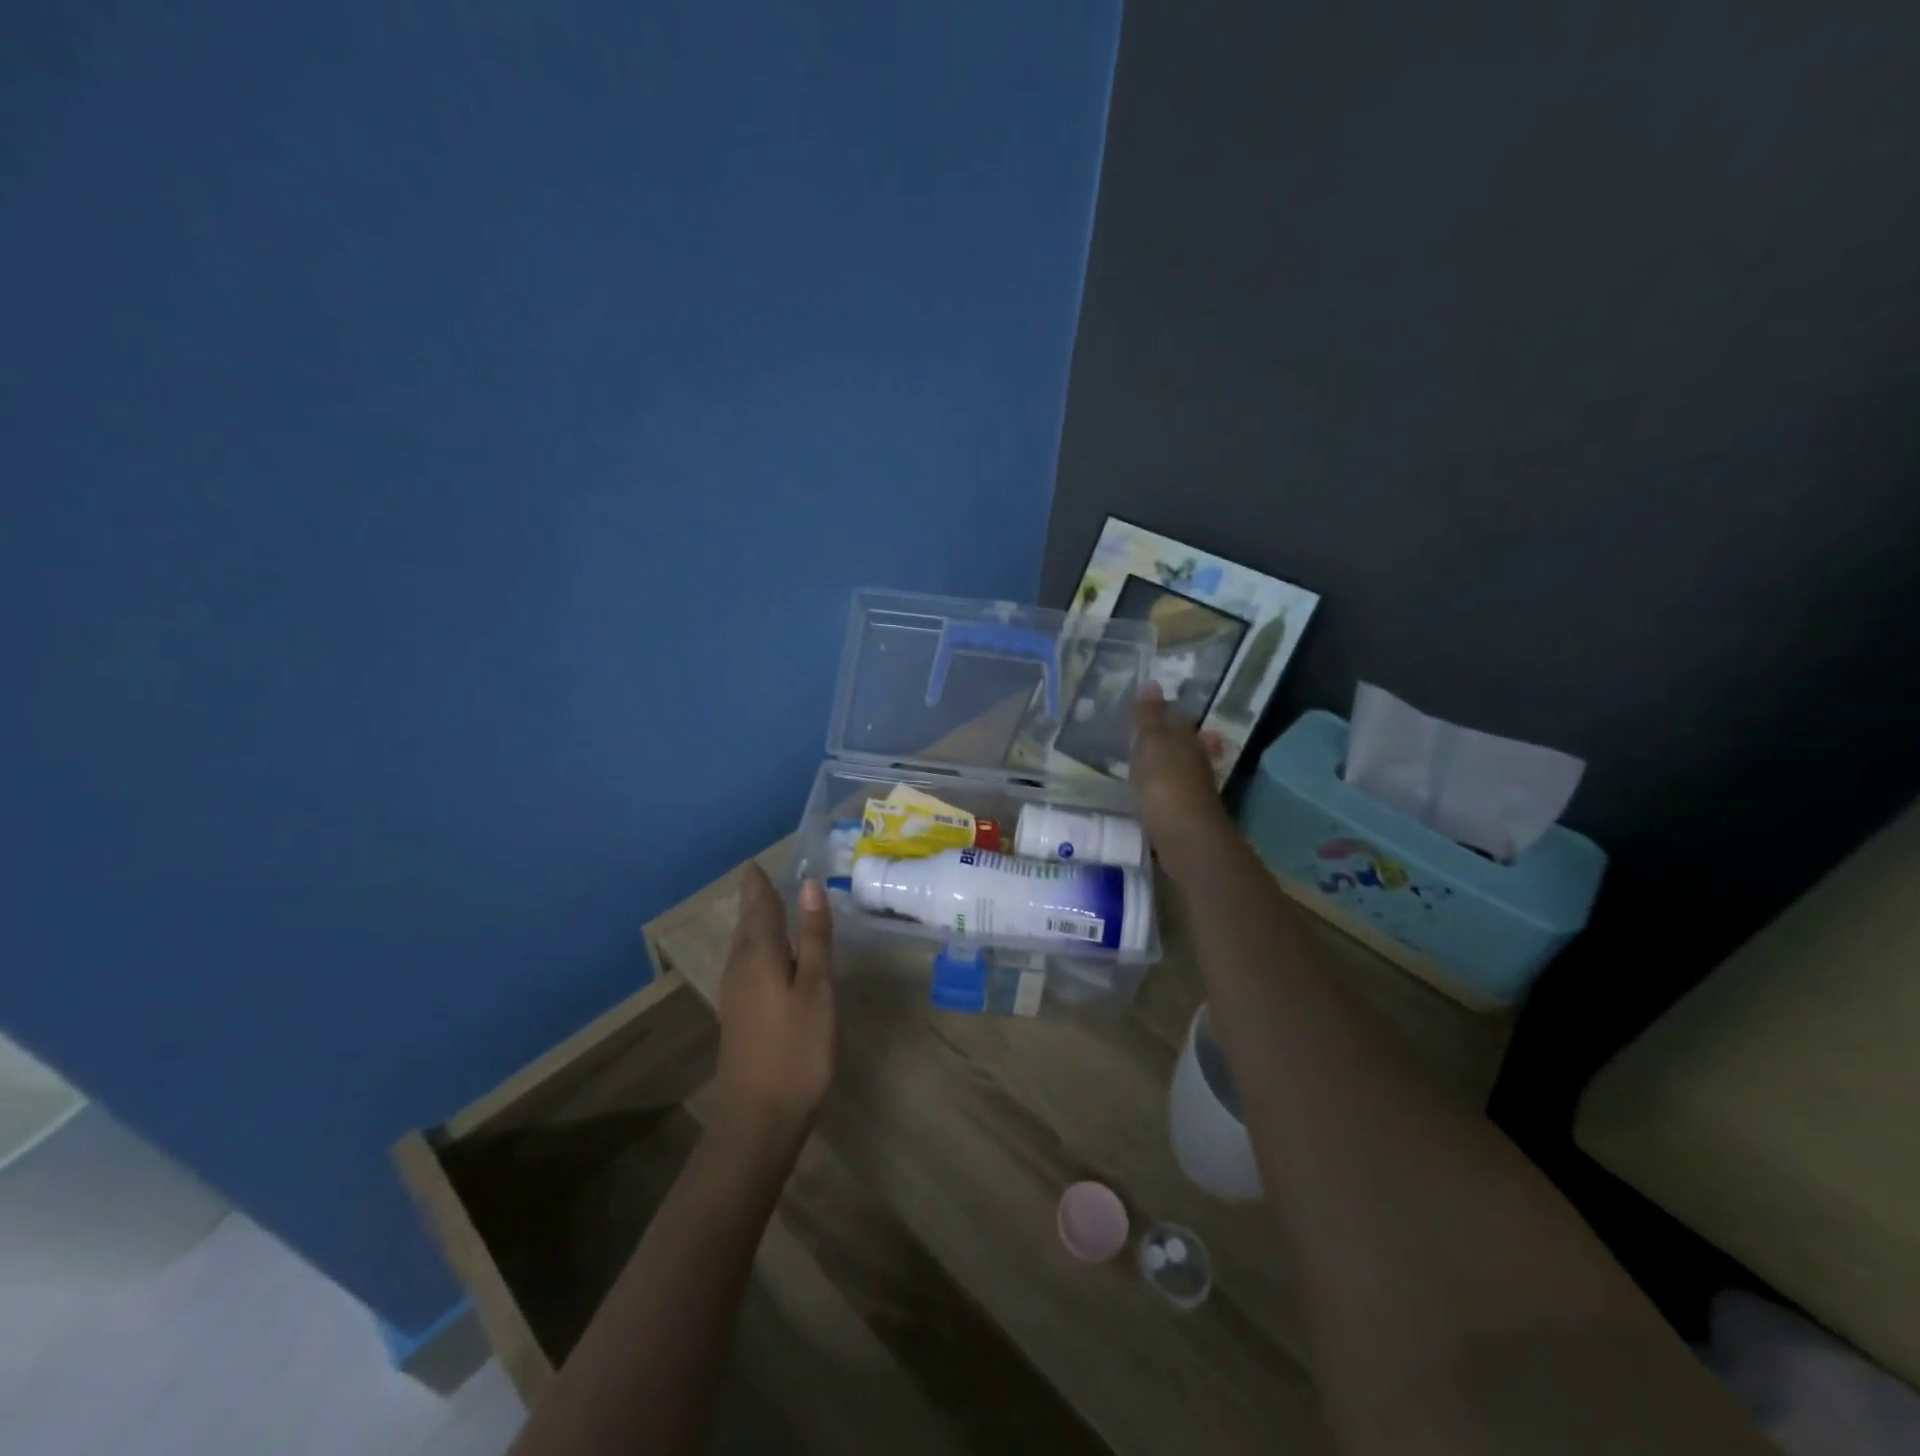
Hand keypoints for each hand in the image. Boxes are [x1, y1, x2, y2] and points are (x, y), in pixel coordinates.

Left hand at [711, 866, 835, 1165]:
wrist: (759, 1117)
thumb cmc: (797, 1047)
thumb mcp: (816, 987)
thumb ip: (813, 936)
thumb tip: (808, 884)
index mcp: (759, 953)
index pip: (758, 904)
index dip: (759, 882)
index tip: (759, 861)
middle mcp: (740, 967)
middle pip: (747, 923)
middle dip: (756, 899)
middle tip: (767, 877)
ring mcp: (736, 993)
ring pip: (745, 945)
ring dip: (757, 923)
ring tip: (772, 906)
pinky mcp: (740, 1015)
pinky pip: (747, 964)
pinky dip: (759, 947)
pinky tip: (772, 957)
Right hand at [1133, 682, 1232, 879]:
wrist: (1188, 840)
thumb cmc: (1167, 786)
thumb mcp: (1152, 746)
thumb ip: (1149, 718)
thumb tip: (1152, 684)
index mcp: (1187, 740)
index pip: (1176, 718)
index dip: (1162, 711)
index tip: (1145, 706)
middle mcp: (1195, 762)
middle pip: (1181, 744)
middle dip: (1166, 737)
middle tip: (1141, 732)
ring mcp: (1192, 790)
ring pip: (1177, 769)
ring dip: (1164, 764)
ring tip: (1141, 761)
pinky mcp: (1184, 815)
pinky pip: (1169, 793)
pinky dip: (1159, 788)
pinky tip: (1148, 793)